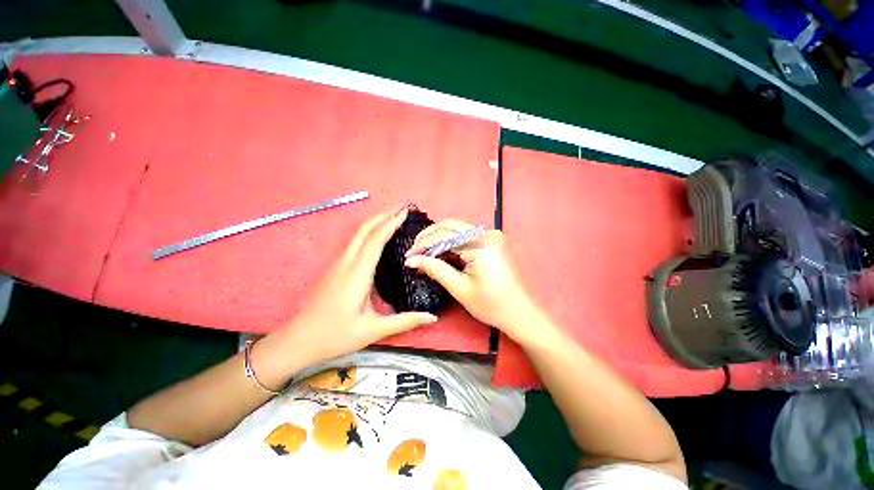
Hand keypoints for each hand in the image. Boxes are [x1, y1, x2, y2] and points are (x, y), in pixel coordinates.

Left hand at [261, 208, 438, 380]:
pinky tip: (378, 238)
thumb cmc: (335, 336)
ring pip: (358, 234)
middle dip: (384, 215)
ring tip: (394, 217)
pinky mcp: (335, 269)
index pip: (376, 240)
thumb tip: (431, 317)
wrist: (297, 341)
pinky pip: (355, 243)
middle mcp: (346, 263)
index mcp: (357, 274)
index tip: (405, 211)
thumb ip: (404, 321)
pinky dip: (369, 233)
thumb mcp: (373, 330)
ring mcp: (338, 264)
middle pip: (365, 229)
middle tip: (402, 207)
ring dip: (376, 222)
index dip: (391, 223)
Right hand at [404, 220, 548, 345]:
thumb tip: (412, 259)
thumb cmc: (491, 305)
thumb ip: (435, 269)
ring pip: (458, 230)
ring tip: (424, 252)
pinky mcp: (493, 241)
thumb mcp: (459, 288)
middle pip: (450, 226)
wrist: (519, 312)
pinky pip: (466, 236)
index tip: (408, 256)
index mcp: (481, 245)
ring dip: (439, 239)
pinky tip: (441, 252)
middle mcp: (487, 234)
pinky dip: (452, 243)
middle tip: (414, 251)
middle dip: (429, 237)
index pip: (444, 235)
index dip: (423, 244)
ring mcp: (492, 236)